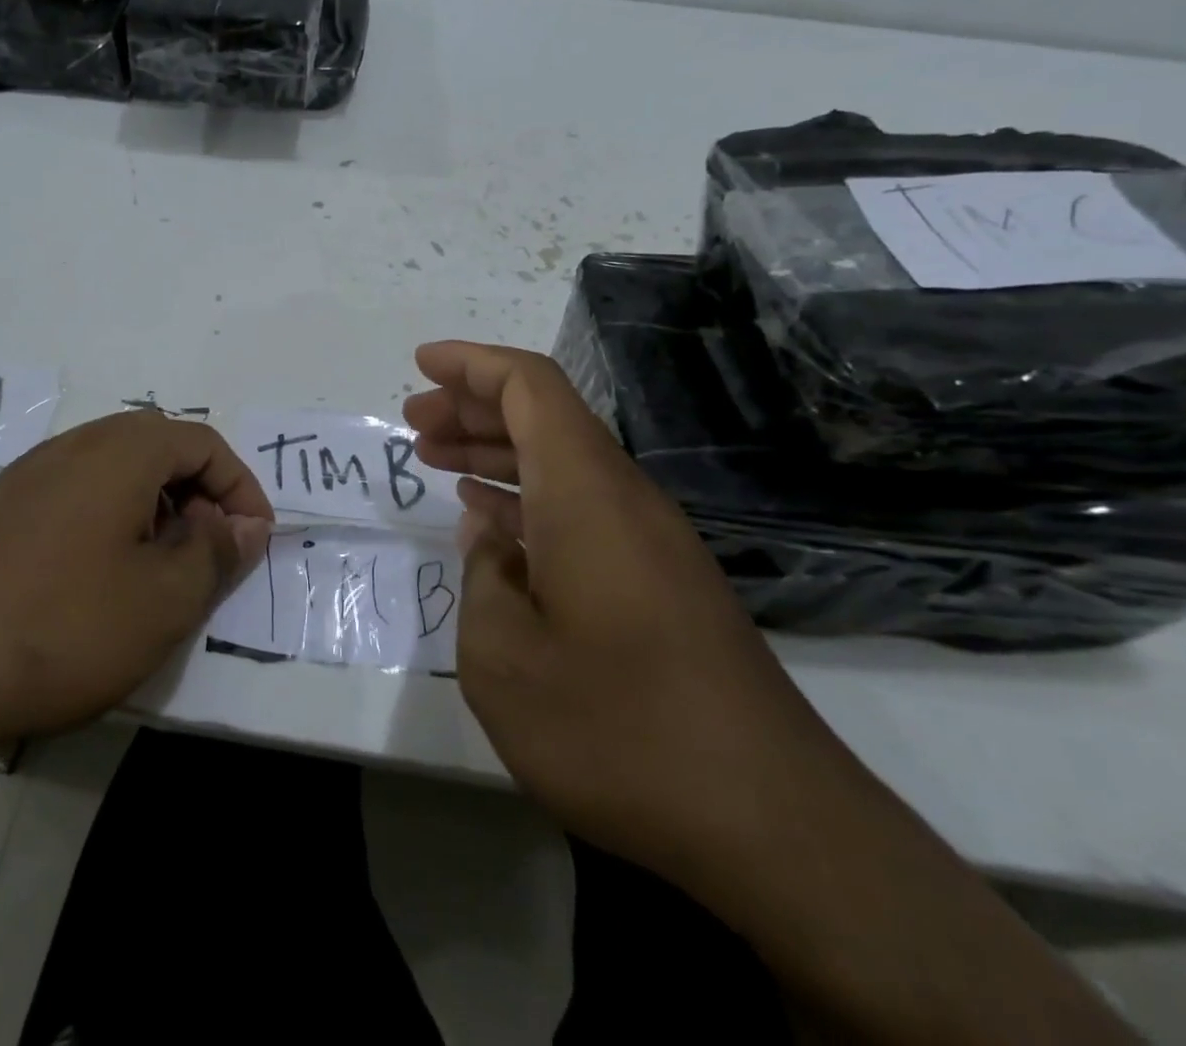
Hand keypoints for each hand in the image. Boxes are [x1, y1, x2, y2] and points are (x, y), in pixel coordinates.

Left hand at [0, 411, 273, 775]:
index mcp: (119, 453)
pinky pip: (75, 491)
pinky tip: (101, 573)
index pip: (202, 442)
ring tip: (162, 562)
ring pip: (114, 466)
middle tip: (210, 547)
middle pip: (157, 444)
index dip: (240, 486)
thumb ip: (216, 552)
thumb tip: (243, 524)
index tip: (252, 540)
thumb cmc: (63, 629)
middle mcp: (72, 447)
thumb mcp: (164, 600)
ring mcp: (27, 477)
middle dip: (198, 488)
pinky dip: (111, 514)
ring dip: (154, 501)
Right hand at [403, 341, 849, 878]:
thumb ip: (482, 576)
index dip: (473, 364)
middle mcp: (622, 498)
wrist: (770, 822)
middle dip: (475, 406)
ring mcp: (648, 540)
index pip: (531, 387)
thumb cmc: (618, 728)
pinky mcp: (660, 580)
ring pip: (561, 462)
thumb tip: (489, 533)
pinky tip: (492, 519)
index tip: (422, 363)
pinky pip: (580, 506)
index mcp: (585, 493)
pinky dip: (527, 497)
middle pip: (545, 418)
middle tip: (415, 421)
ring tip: (437, 457)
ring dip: (498, 450)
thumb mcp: (503, 659)